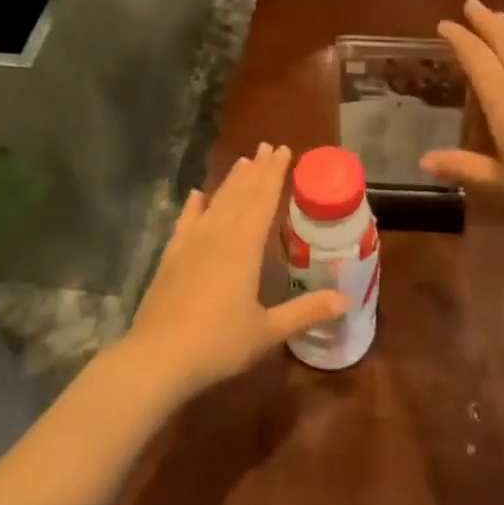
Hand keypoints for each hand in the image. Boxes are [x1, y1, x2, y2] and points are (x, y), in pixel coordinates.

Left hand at [123, 144, 346, 404]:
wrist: (158, 358)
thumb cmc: (218, 343)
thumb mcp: (268, 331)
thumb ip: (306, 312)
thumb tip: (346, 299)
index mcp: (244, 247)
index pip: (263, 200)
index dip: (274, 174)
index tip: (283, 150)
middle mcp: (217, 236)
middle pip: (240, 195)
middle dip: (256, 170)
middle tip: (267, 147)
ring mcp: (191, 244)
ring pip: (216, 203)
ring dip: (230, 181)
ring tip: (242, 161)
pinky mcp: (171, 257)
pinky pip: (186, 222)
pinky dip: (193, 207)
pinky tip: (197, 195)